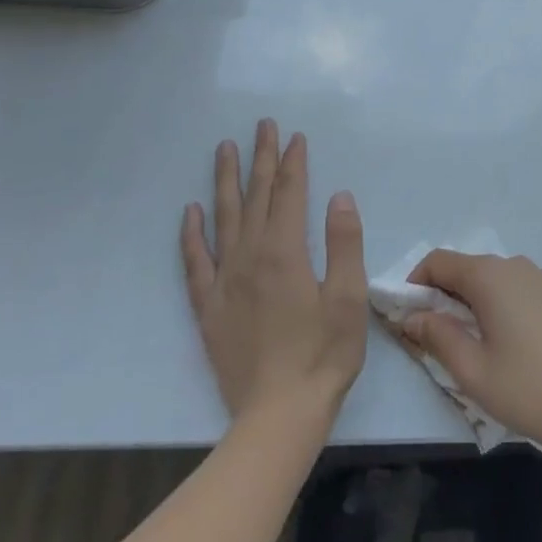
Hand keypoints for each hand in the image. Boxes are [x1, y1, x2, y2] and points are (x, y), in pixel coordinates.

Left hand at [180, 120, 367, 424]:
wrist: (278, 415)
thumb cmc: (323, 355)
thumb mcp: (349, 298)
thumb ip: (344, 242)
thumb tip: (339, 196)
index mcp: (285, 252)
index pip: (289, 193)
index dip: (293, 162)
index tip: (295, 136)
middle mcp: (250, 257)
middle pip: (256, 196)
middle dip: (261, 158)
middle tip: (262, 125)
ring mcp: (225, 281)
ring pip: (223, 218)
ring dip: (226, 181)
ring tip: (224, 149)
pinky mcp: (209, 307)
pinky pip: (195, 262)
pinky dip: (192, 234)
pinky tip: (191, 212)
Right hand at [403, 251, 541, 455]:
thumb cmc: (528, 389)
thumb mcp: (472, 371)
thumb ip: (438, 336)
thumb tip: (414, 316)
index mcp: (489, 276)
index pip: (439, 261)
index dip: (416, 283)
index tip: (409, 317)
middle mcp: (514, 265)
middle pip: (466, 268)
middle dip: (443, 295)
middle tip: (436, 337)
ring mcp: (541, 277)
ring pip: (493, 278)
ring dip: (473, 300)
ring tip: (472, 343)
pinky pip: (517, 288)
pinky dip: (501, 303)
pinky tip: (509, 342)